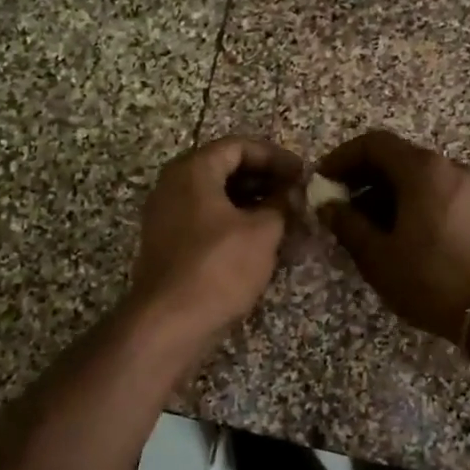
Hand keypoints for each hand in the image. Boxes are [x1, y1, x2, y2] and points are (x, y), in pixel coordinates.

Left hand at [127, 137, 302, 349]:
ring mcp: (167, 217)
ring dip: (253, 205)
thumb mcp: (262, 232)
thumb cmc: (218, 267)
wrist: (168, 323)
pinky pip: (206, 221)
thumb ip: (281, 205)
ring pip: (217, 198)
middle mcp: (173, 186)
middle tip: (296, 196)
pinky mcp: (169, 245)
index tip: (302, 174)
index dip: (275, 156)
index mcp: (193, 171)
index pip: (238, 146)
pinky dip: (235, 224)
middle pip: (225, 169)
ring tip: (286, 221)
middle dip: (265, 181)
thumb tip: (292, 193)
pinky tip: (262, 244)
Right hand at [317, 129, 469, 342]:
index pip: (373, 144)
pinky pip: (435, 191)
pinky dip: (409, 201)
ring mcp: (469, 186)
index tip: (322, 183)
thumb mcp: (377, 255)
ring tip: (363, 225)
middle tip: (338, 206)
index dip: (341, 158)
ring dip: (384, 191)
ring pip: (416, 176)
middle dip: (361, 177)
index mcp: (422, 170)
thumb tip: (326, 204)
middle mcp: (448, 167)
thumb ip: (346, 223)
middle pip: (396, 157)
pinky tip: (395, 233)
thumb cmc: (429, 278)